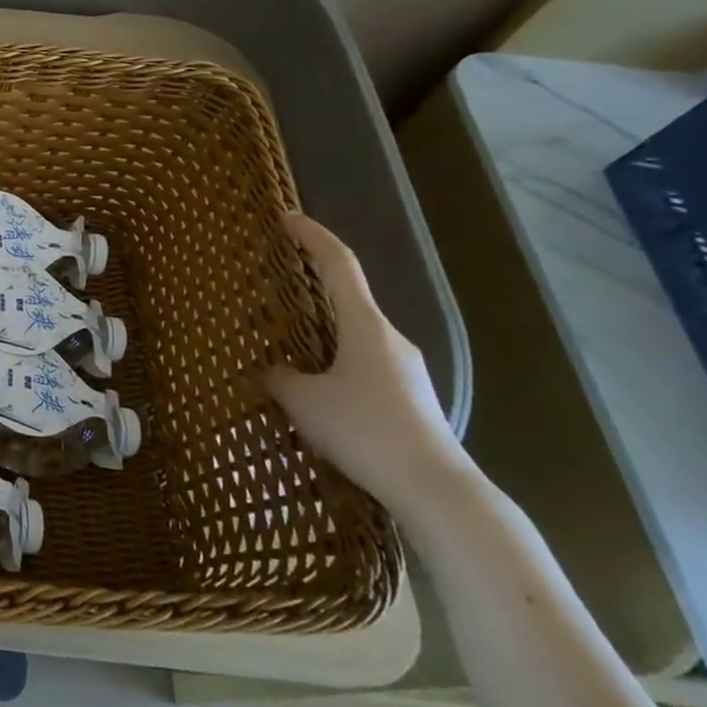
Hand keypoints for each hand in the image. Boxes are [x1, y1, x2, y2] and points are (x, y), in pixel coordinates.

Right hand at [264, 213, 469, 513]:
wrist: (434, 489)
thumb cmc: (364, 430)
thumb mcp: (304, 401)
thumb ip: (279, 377)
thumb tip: (273, 370)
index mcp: (365, 327)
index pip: (339, 266)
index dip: (313, 237)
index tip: (288, 218)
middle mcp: (390, 339)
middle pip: (346, 301)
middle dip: (310, 291)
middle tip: (273, 290)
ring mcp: (403, 370)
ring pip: (352, 338)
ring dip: (319, 336)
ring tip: (283, 350)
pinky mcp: (406, 399)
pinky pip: (360, 366)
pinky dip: (332, 365)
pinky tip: (312, 392)